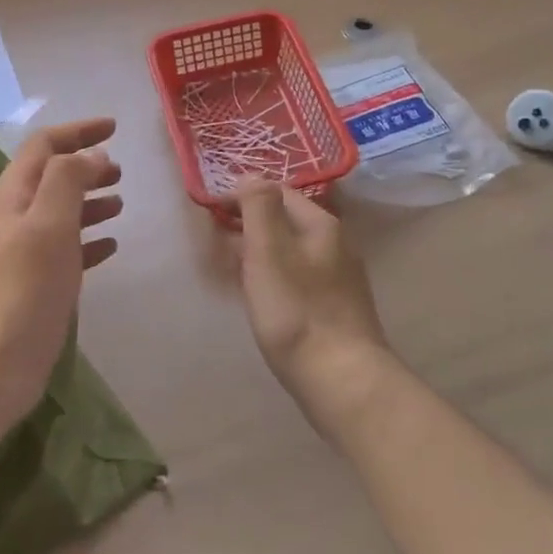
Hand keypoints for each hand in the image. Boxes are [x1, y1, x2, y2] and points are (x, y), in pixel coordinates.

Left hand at [0, 118, 122, 424]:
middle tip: (121, 170)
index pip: (44, 146)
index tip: (115, 127)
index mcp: (11, 196)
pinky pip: (67, 248)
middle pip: (51, 176)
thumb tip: (92, 155)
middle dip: (86, 166)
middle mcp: (14, 218)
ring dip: (90, 201)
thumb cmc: (24, 287)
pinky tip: (111, 246)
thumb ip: (70, 180)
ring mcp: (23, 252)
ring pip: (60, 212)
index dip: (78, 131)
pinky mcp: (35, 282)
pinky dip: (89, 239)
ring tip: (121, 203)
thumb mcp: (49, 223)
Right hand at [234, 181, 393, 437]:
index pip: (279, 193)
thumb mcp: (269, 252)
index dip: (243, 196)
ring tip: (228, 267)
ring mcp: (339, 279)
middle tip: (214, 240)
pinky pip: (297, 280)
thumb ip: (259, 208)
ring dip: (259, 253)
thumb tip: (252, 174)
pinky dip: (273, 278)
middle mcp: (336, 245)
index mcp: (322, 225)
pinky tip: (258, 298)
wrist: (341, 378)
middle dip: (250, 225)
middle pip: (286, 222)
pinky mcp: (335, 309)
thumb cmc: (297, 311)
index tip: (211, 210)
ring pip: (291, 253)